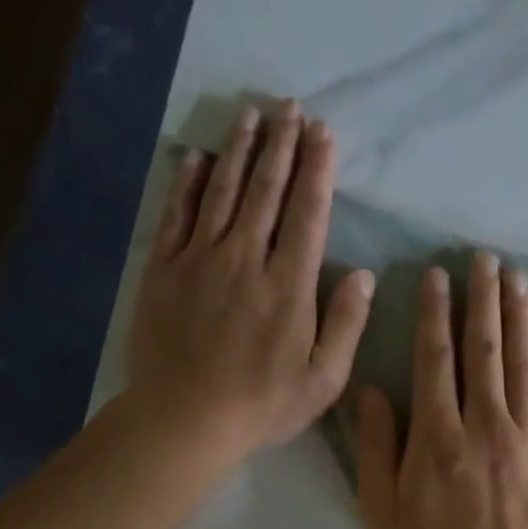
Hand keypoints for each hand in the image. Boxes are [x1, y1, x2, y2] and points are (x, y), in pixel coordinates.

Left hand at [125, 103, 374, 469]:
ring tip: (251, 114)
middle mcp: (245, 258)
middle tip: (290, 108)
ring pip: (222, 192)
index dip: (318, 169)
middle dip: (282, 145)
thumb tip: (364, 274)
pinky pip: (175, 215)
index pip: (308, 212)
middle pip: (266, 190)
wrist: (182, 420)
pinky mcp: (162, 270)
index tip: (324, 134)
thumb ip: (347, 324)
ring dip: (239, 150)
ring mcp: (199, 260)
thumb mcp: (324, 379)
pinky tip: (195, 156)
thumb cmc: (261, 403)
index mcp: (288, 284)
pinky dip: (186, 182)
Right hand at [355, 253, 527, 528]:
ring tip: (517, 279)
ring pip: (523, 364)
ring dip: (519, 317)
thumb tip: (371, 389)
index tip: (438, 276)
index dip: (435, 313)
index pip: (435, 358)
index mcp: (438, 435)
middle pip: (484, 349)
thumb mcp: (381, 509)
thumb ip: (375, 445)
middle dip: (482, 300)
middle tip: (485, 259)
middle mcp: (485, 423)